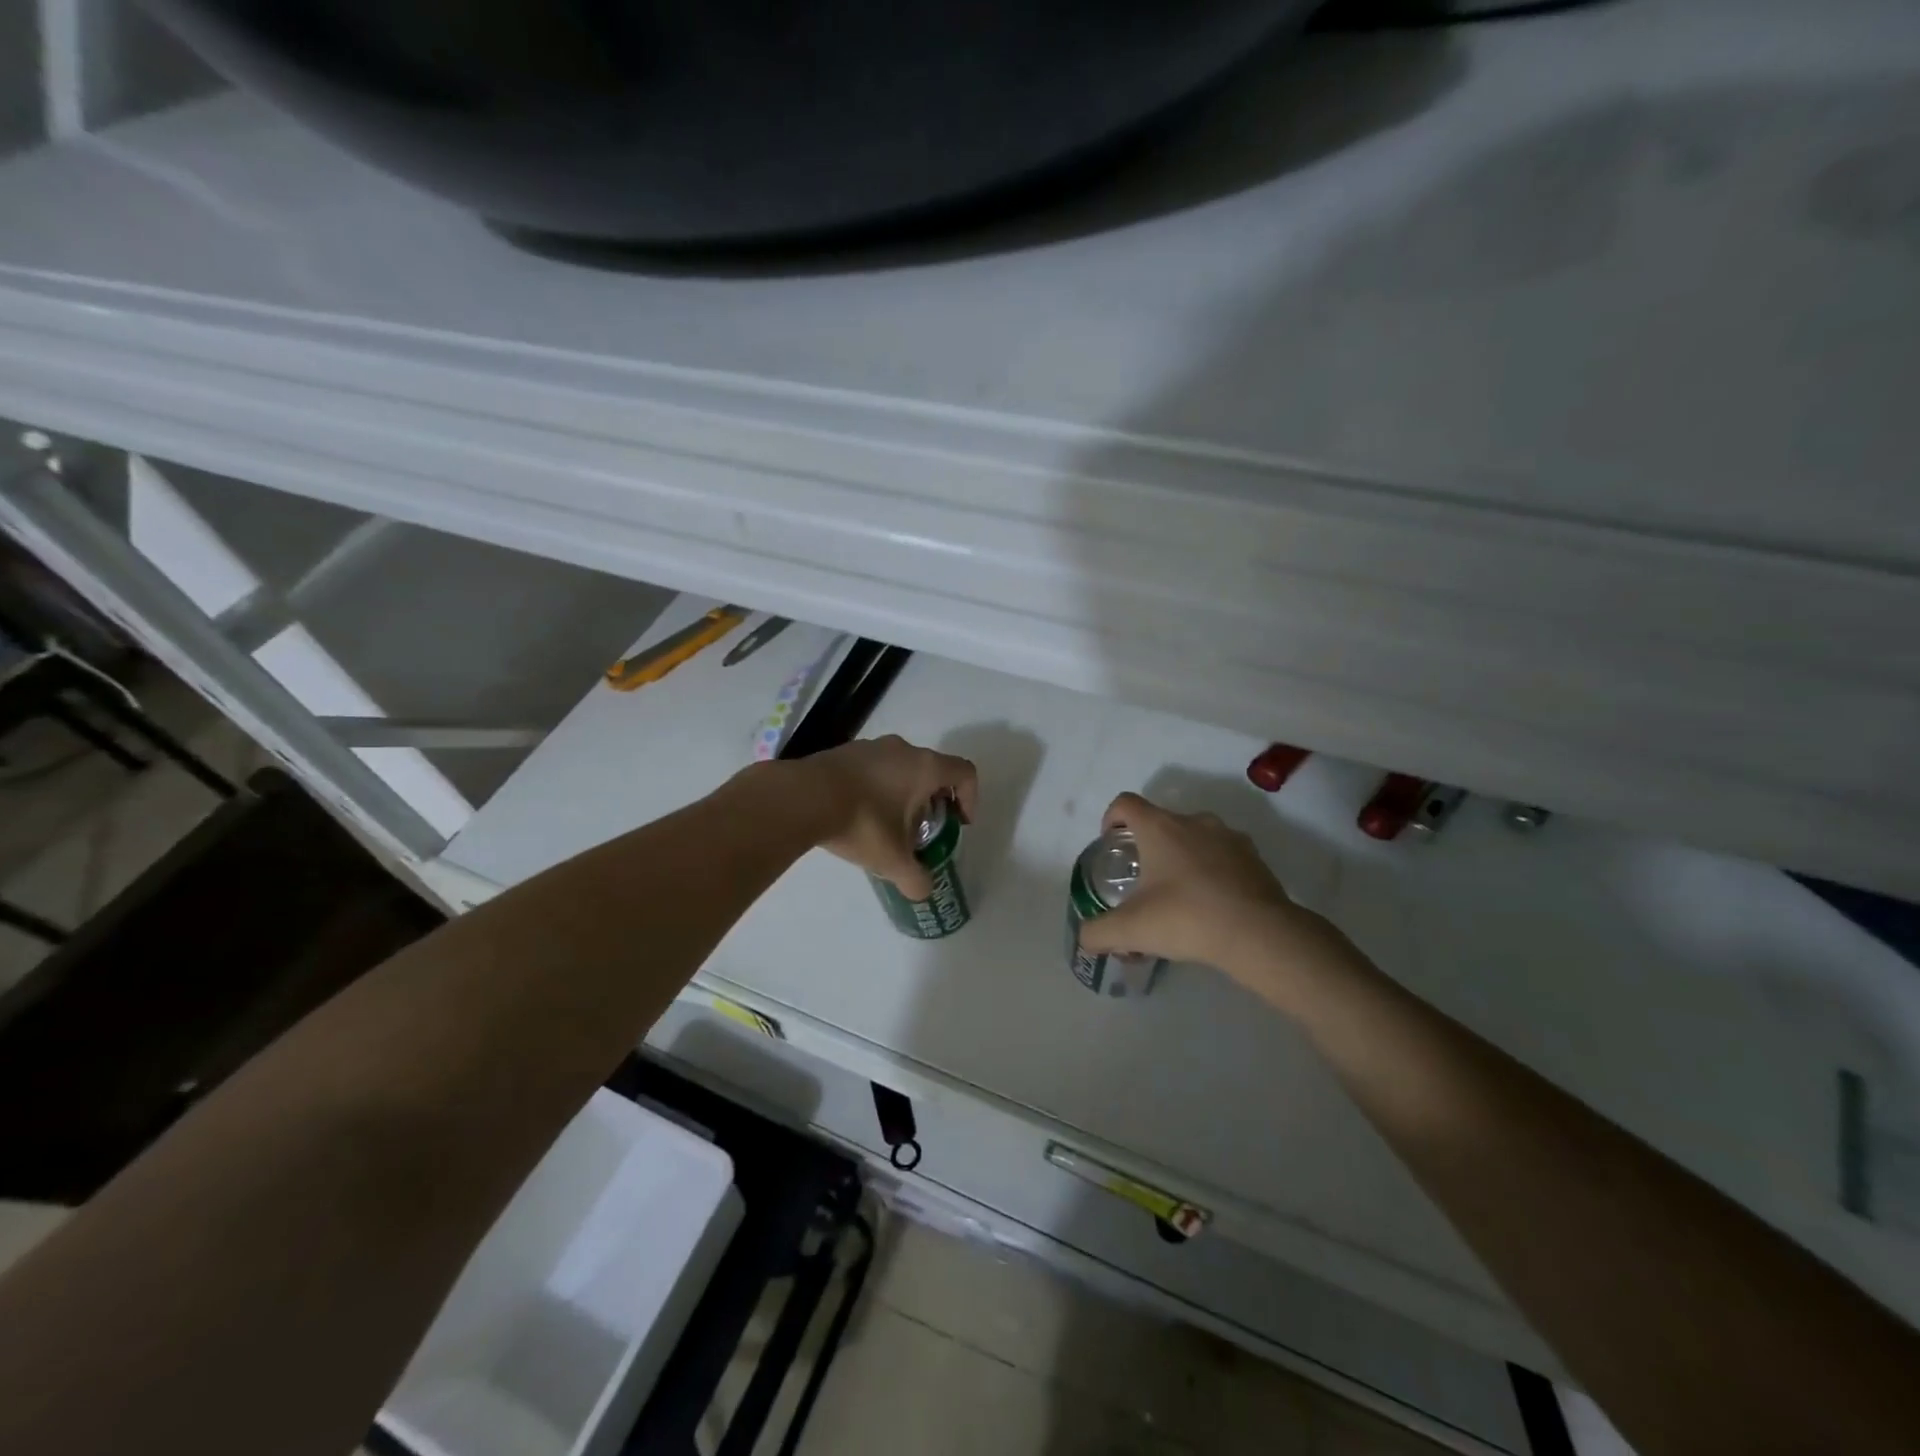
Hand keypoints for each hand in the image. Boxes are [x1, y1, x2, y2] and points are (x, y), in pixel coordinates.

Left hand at [808, 736, 978, 898]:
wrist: (802, 798)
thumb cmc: (861, 822)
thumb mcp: (892, 860)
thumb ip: (915, 879)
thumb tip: (923, 892)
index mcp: (925, 767)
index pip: (965, 773)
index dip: (969, 798)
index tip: (958, 823)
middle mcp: (902, 749)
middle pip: (932, 770)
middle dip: (933, 800)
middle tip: (922, 829)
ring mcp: (870, 746)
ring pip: (900, 767)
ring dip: (903, 793)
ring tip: (888, 824)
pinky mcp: (843, 751)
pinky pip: (872, 768)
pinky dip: (875, 787)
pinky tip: (858, 813)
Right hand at [1077, 792, 1326, 988]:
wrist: (1259, 934)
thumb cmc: (1186, 918)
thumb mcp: (1131, 930)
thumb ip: (1098, 933)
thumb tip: (1085, 938)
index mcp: (1160, 828)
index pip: (1126, 803)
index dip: (1111, 819)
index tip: (1112, 845)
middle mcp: (1194, 822)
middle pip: (1161, 821)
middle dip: (1148, 846)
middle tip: (1143, 882)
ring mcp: (1228, 836)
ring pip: (1194, 838)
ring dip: (1182, 858)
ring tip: (1179, 896)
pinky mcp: (1254, 857)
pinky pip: (1222, 856)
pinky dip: (1211, 872)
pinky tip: (1211, 904)